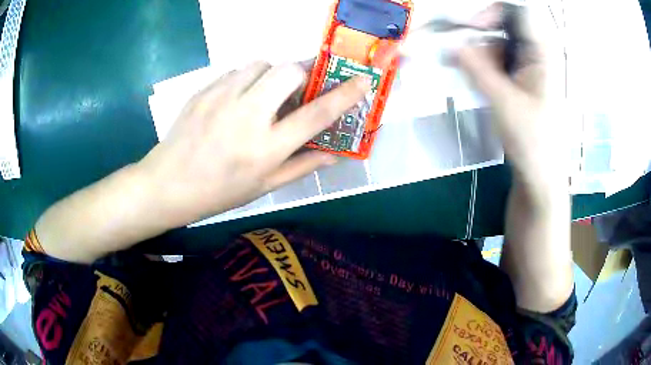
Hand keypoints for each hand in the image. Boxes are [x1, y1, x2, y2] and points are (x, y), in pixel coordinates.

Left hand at [137, 62, 370, 227]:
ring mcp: (222, 98)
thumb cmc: (219, 192)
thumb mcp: (264, 186)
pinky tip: (237, 98)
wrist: (168, 184)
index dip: (344, 94)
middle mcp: (247, 116)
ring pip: (262, 64)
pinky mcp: (204, 90)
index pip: (315, 115)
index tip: (362, 79)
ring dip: (271, 75)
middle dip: (301, 74)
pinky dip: (246, 79)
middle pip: (288, 71)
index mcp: (266, 148)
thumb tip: (334, 153)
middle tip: (294, 91)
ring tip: (262, 94)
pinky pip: (236, 71)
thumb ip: (302, 166)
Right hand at [456, 2, 566, 192]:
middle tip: (461, 53)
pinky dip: (483, 65)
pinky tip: (477, 81)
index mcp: (543, 52)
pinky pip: (498, 58)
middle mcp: (537, 52)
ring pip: (497, 41)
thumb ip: (476, 67)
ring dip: (479, 53)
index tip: (472, 27)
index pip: (518, 10)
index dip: (492, 11)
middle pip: (504, 24)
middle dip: (480, 35)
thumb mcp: (503, 101)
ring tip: (468, 75)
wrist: (540, 176)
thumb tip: (450, 44)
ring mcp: (529, 64)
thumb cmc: (532, 141)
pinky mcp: (521, 77)